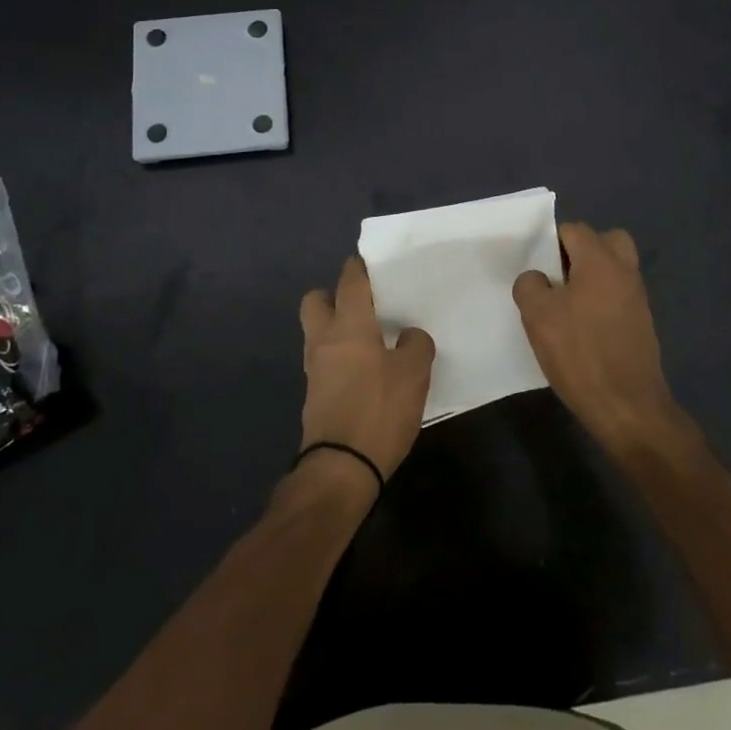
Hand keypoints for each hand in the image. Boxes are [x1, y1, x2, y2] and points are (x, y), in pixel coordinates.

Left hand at [297, 257, 434, 484]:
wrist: (341, 467)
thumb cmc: (379, 410)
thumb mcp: (414, 374)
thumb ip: (416, 345)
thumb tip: (409, 336)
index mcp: (349, 325)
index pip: (350, 281)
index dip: (359, 267)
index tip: (372, 262)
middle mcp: (324, 339)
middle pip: (316, 300)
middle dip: (334, 295)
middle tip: (365, 304)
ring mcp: (314, 368)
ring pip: (318, 331)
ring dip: (337, 327)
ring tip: (371, 337)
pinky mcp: (315, 393)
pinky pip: (325, 360)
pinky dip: (340, 356)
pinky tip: (366, 369)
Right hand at [513, 223, 689, 455]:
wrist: (627, 406)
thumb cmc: (579, 353)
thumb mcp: (538, 316)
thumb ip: (530, 285)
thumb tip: (537, 279)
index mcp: (600, 260)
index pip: (575, 230)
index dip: (551, 242)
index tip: (536, 267)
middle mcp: (624, 271)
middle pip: (605, 241)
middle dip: (580, 252)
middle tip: (558, 277)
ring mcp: (638, 298)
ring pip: (614, 269)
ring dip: (592, 277)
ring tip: (566, 305)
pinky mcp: (642, 323)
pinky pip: (619, 295)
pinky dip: (602, 300)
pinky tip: (582, 328)